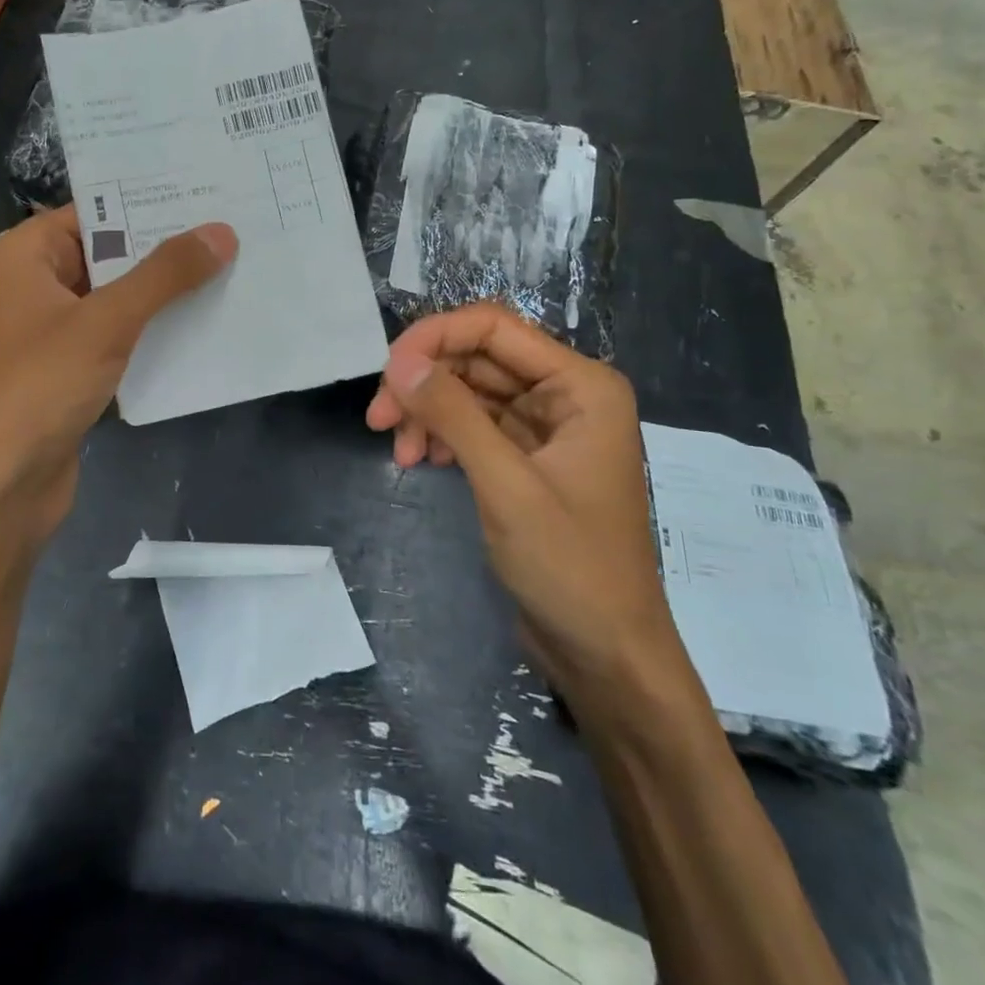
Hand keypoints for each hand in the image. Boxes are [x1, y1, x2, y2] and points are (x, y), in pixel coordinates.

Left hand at [0, 207, 236, 572]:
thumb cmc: (37, 389)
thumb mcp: (105, 322)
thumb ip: (164, 275)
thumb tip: (221, 232)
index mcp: (29, 255)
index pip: (97, 207)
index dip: (150, 199)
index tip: (209, 188)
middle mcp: (40, 284)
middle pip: (112, 251)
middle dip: (168, 246)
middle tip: (235, 226)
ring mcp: (57, 330)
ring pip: (121, 296)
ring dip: (167, 291)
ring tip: (233, 267)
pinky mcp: (74, 370)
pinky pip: (122, 336)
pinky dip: (156, 330)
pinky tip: (206, 323)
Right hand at [366, 304, 689, 708]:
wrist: (607, 656)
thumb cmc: (571, 568)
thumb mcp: (507, 486)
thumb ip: (454, 415)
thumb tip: (399, 361)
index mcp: (581, 385)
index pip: (494, 328)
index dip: (434, 338)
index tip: (387, 372)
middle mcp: (566, 393)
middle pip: (477, 358)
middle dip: (424, 382)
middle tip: (378, 419)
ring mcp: (546, 426)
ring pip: (469, 391)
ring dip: (428, 412)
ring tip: (399, 452)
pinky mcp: (526, 457)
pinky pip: (474, 425)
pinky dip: (442, 435)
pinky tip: (422, 461)